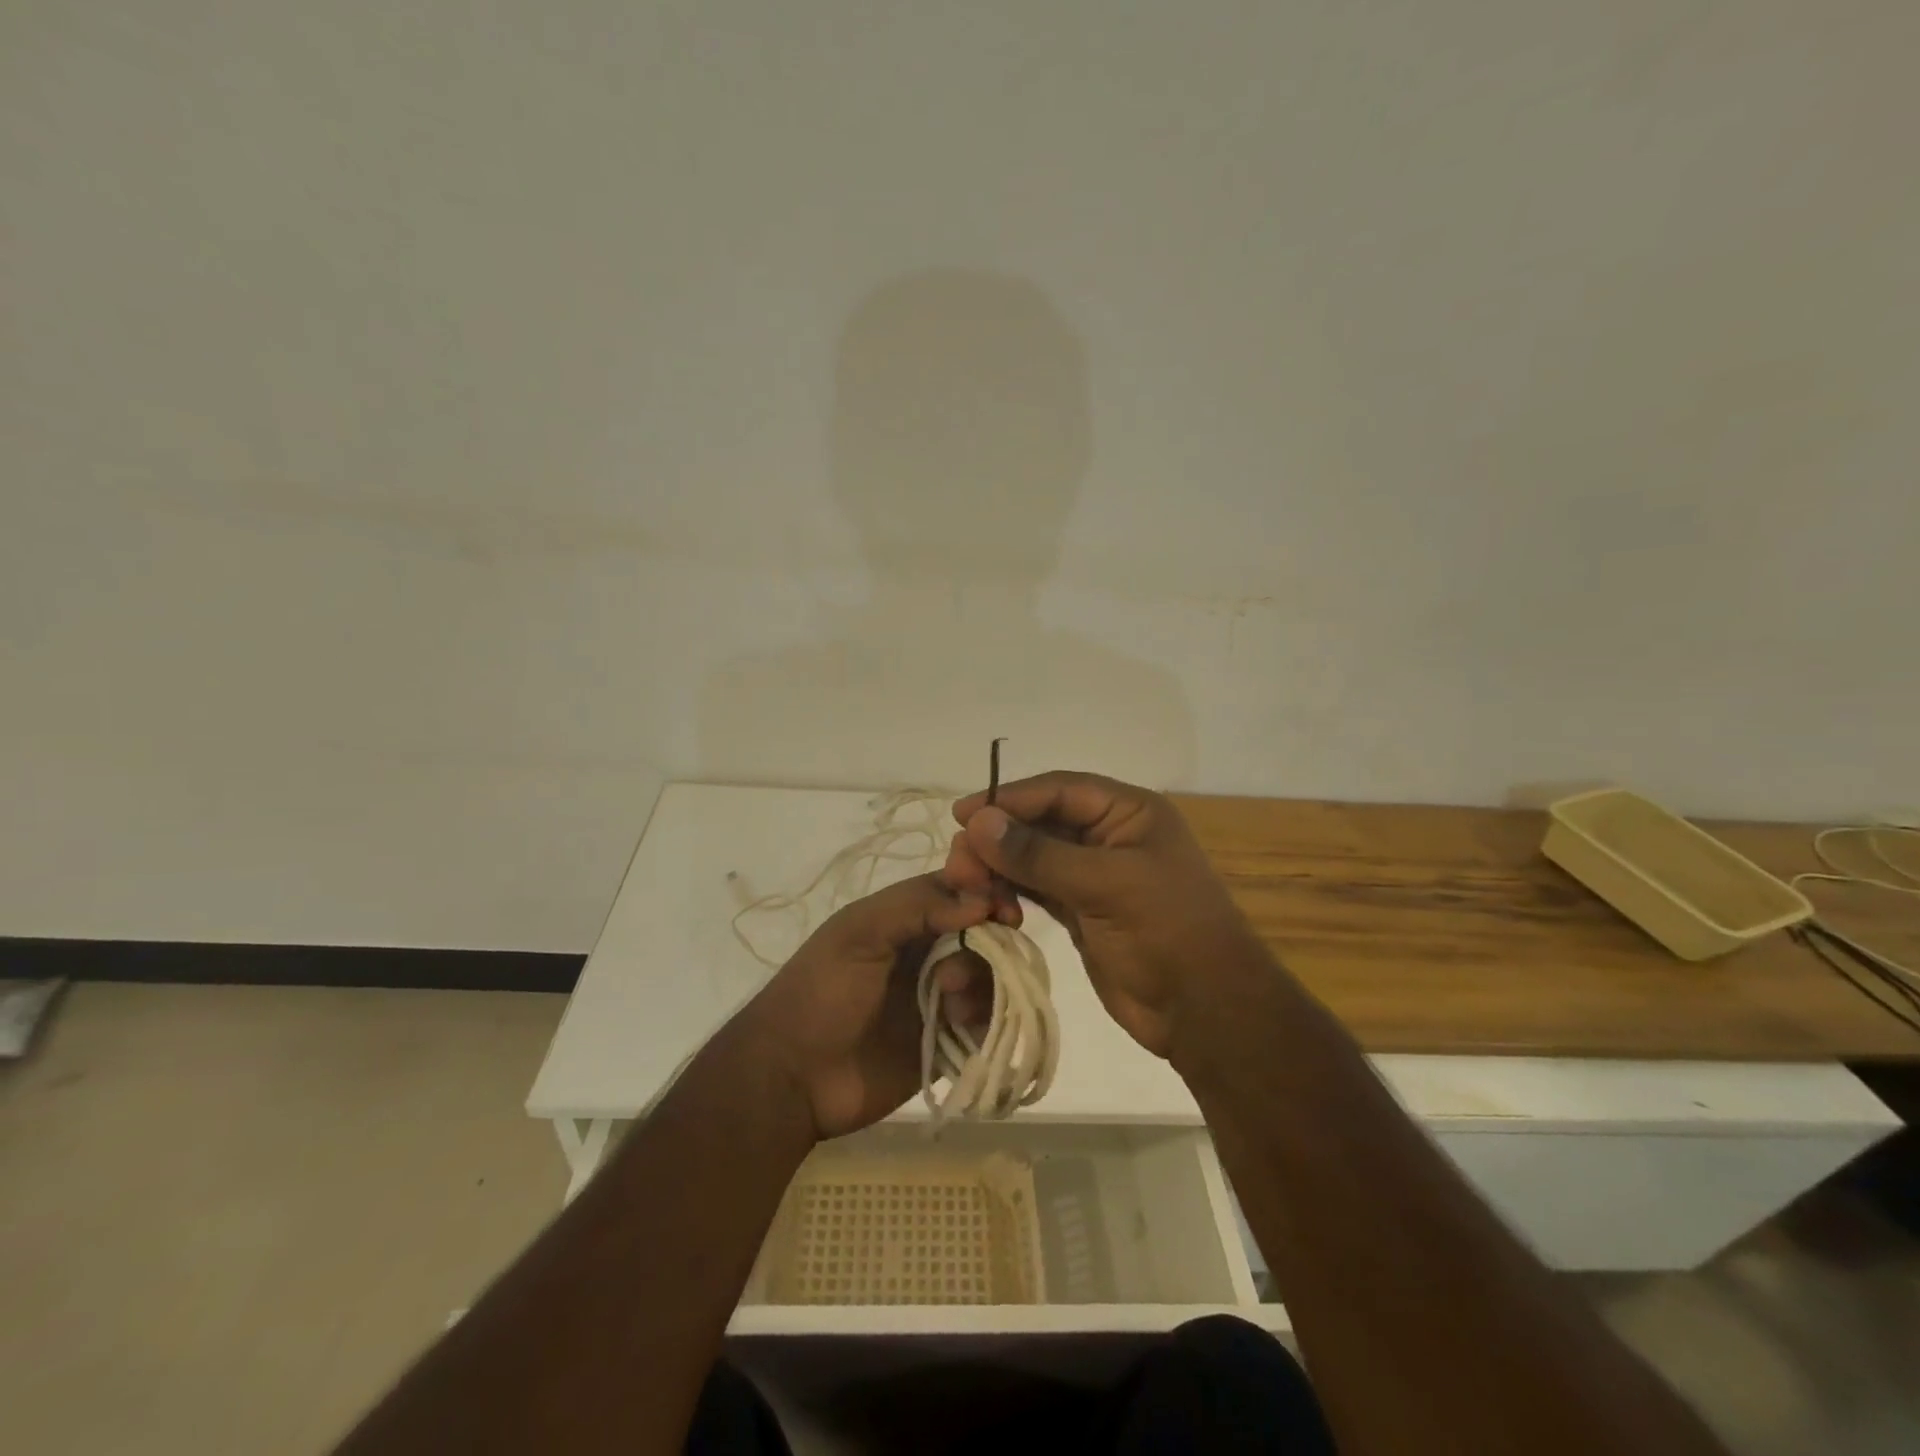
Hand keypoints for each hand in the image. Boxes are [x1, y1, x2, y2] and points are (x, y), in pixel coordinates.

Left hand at [735, 873, 991, 1139]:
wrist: (794, 1078)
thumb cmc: (821, 993)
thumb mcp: (858, 933)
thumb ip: (917, 906)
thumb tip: (982, 902)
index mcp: (905, 918)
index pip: (961, 890)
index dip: (988, 893)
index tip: (1005, 911)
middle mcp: (929, 950)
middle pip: (984, 932)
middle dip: (989, 943)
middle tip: (968, 966)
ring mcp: (940, 996)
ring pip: (990, 975)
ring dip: (981, 983)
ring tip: (950, 1004)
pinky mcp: (948, 1039)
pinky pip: (987, 1020)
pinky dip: (985, 1017)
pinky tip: (957, 1025)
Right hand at [943, 771, 1260, 1058]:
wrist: (1205, 1011)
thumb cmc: (1166, 932)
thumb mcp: (1105, 884)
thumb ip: (1039, 854)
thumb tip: (979, 822)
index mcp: (1128, 813)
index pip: (1059, 790)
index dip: (1009, 798)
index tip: (963, 814)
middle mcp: (1109, 836)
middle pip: (1040, 822)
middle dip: (999, 839)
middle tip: (960, 864)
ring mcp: (1094, 874)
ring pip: (1034, 857)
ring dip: (1000, 868)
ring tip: (967, 887)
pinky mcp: (1081, 910)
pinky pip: (1037, 889)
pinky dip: (1011, 893)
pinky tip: (990, 904)